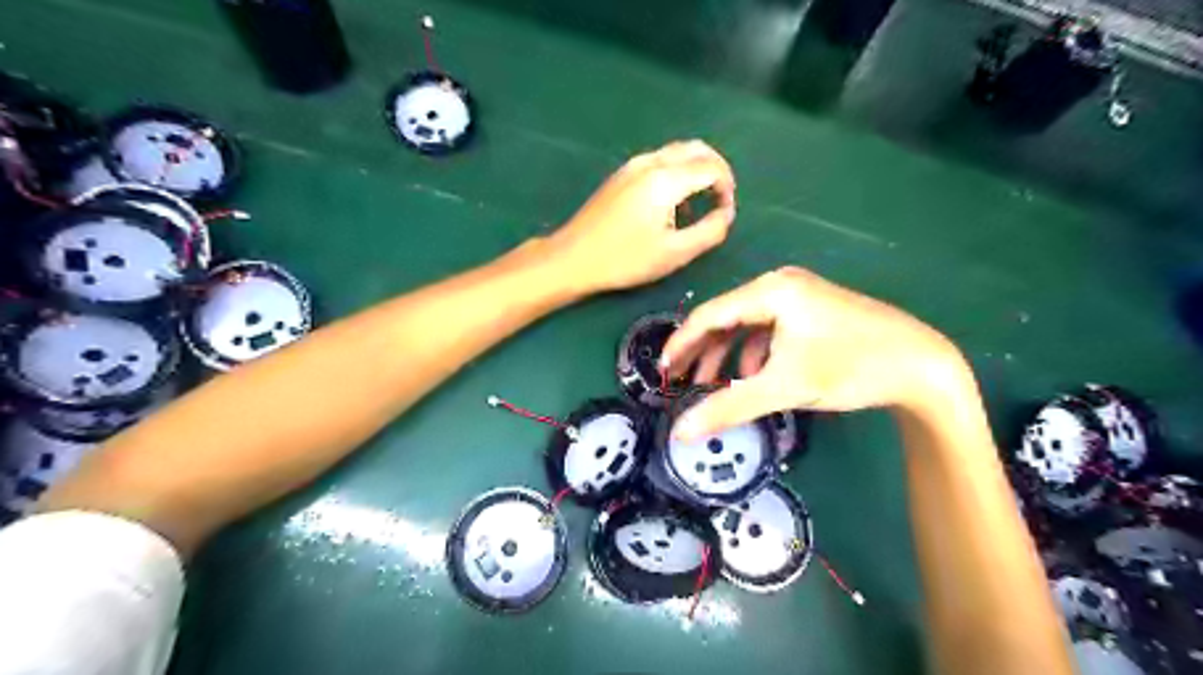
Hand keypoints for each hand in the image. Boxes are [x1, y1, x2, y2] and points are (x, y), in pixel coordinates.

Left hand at [546, 136, 733, 292]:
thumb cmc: (625, 260)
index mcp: (666, 179)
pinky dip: (677, 172)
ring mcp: (632, 165)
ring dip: (696, 169)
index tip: (725, 213)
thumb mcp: (675, 253)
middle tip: (721, 199)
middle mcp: (651, 162)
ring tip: (699, 203)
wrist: (573, 258)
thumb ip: (710, 231)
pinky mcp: (621, 174)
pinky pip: (659, 161)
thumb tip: (727, 214)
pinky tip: (672, 203)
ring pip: (677, 152)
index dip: (727, 187)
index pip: (712, 167)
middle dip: (716, 170)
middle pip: (696, 149)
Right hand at [662, 267, 970, 439]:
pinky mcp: (812, 311)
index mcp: (770, 291)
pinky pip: (769, 330)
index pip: (709, 315)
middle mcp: (780, 285)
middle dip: (702, 352)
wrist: (924, 365)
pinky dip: (754, 353)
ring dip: (727, 355)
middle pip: (726, 318)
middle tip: (682, 381)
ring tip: (714, 385)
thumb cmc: (851, 366)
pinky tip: (754, 377)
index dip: (681, 344)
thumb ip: (729, 407)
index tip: (663, 373)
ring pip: (746, 325)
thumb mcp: (786, 387)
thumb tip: (681, 431)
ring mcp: (799, 296)